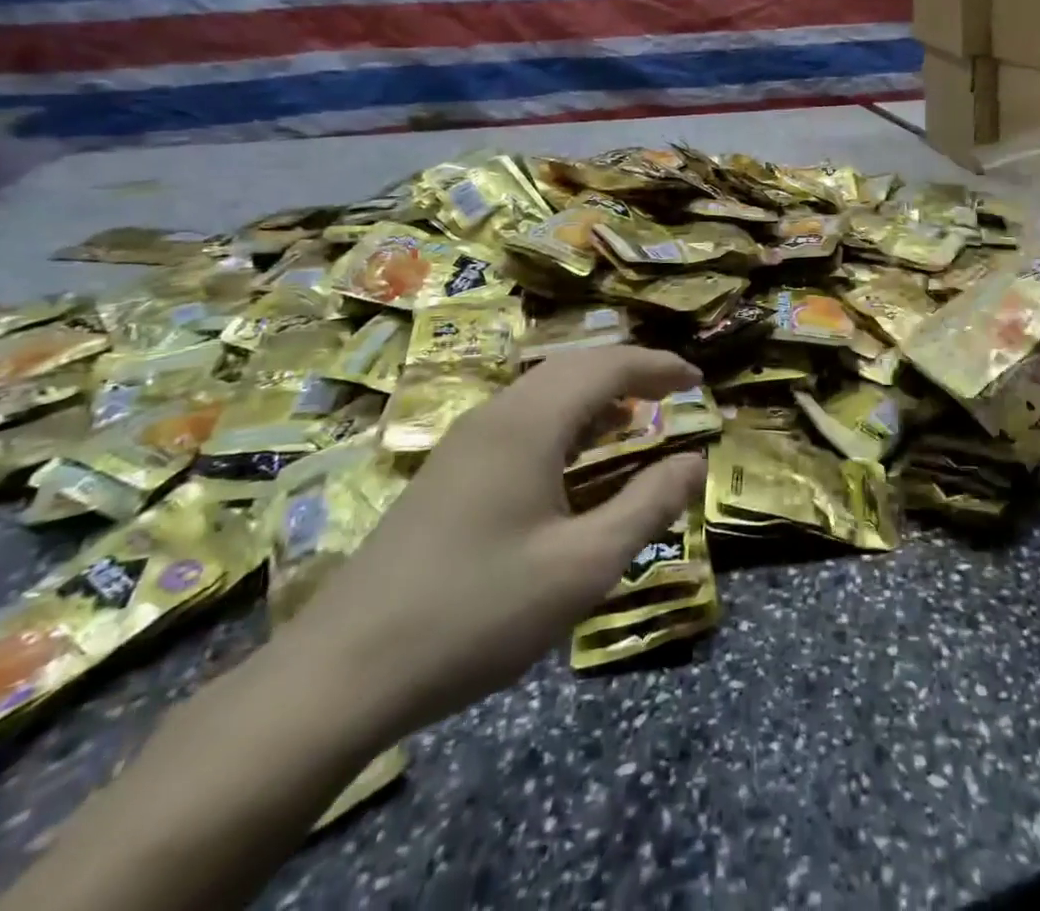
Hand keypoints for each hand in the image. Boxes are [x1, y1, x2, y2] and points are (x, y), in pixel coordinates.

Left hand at [282, 346, 706, 742]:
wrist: (341, 674)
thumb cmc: (477, 613)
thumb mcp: (583, 567)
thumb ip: (647, 507)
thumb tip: (695, 461)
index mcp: (529, 423)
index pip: (607, 366)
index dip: (658, 366)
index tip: (698, 380)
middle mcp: (495, 415)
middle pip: (573, 366)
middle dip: (629, 370)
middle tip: (673, 391)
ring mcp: (464, 442)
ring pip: (543, 390)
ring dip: (594, 393)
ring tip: (634, 417)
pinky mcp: (447, 472)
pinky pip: (521, 418)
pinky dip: (564, 418)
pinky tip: (573, 457)